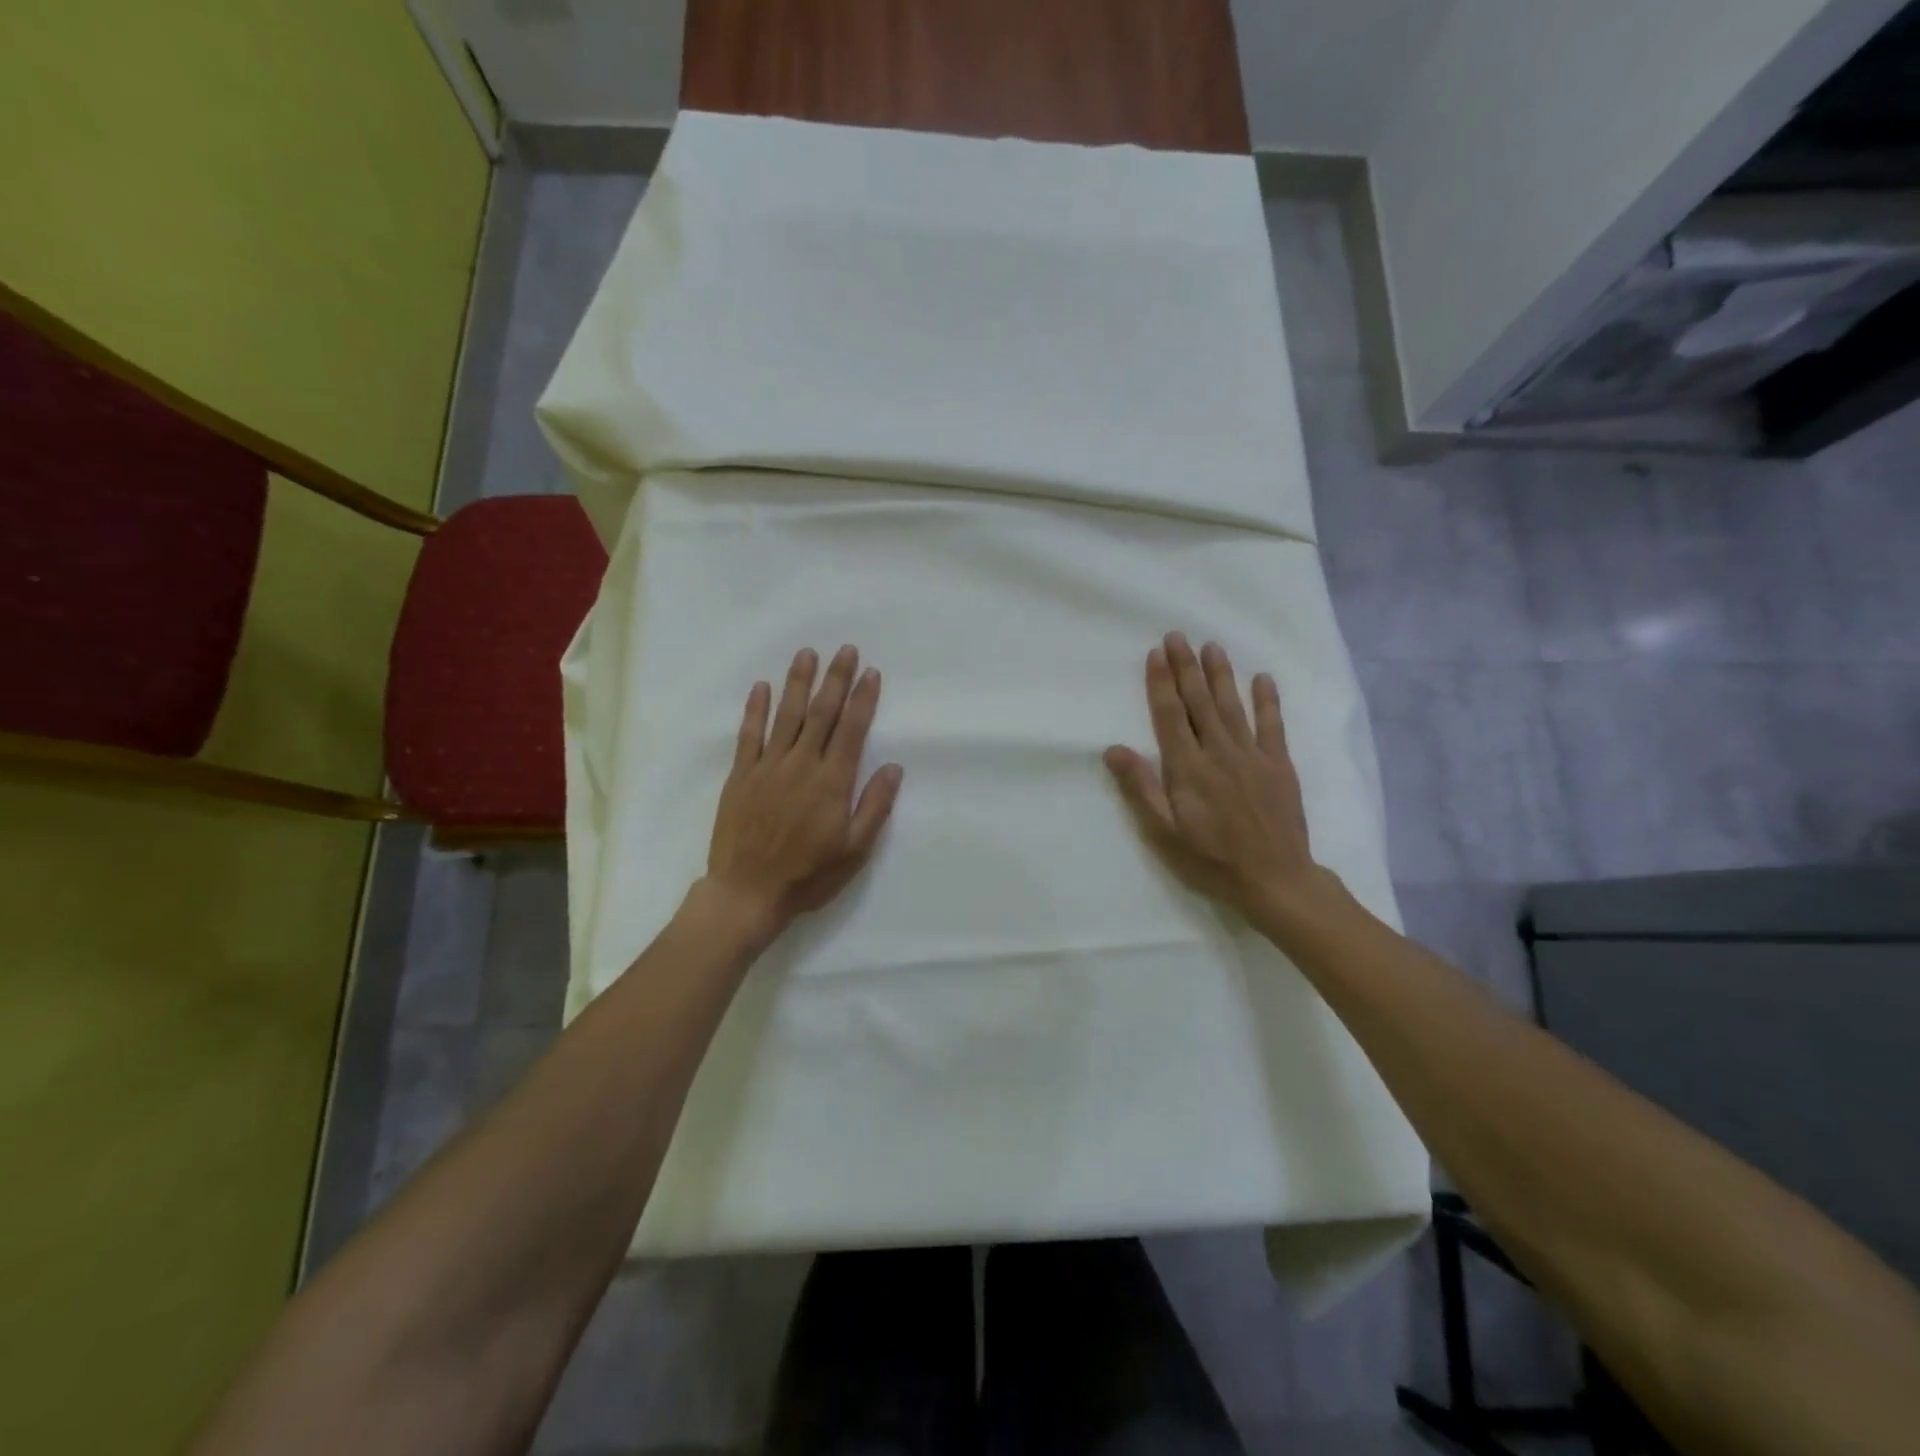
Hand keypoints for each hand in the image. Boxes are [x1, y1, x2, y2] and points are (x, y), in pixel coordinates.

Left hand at [703, 645, 903, 939]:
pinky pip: (749, 735)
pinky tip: (762, 687)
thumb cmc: (808, 875)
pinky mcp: (741, 775)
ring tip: (807, 654)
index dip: (863, 699)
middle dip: (835, 679)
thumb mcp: (855, 851)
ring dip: (798, 682)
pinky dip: (756, 709)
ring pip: (787, 715)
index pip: (852, 730)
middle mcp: (802, 765)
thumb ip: (874, 806)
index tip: (870, 673)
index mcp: (832, 782)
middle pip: (822, 713)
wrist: (747, 893)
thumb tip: (894, 768)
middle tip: (845, 650)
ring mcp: (768, 767)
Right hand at [1104, 632, 1328, 925]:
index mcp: (1188, 769)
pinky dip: (1268, 700)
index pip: (1170, 716)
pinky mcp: (1279, 765)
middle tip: (1178, 636)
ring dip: (1221, 675)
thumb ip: (1141, 788)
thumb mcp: (1164, 833)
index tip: (1156, 654)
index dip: (1161, 683)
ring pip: (1232, 706)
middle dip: (1187, 668)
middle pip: (1199, 703)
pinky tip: (1263, 678)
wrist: (1275, 880)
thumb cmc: (1210, 860)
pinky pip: (1273, 725)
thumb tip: (1113, 749)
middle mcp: (1219, 753)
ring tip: (1212, 647)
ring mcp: (1252, 756)